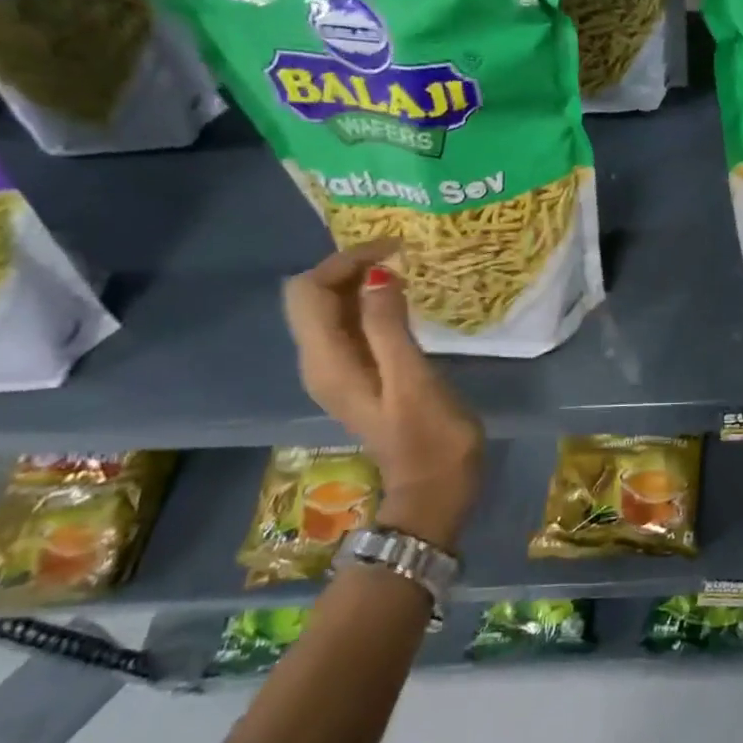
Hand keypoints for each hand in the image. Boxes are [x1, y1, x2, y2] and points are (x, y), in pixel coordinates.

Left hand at [282, 240, 483, 549]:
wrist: (434, 492)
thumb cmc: (430, 438)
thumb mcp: (412, 380)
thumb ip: (389, 326)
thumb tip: (378, 274)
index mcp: (326, 362)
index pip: (309, 290)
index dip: (344, 261)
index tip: (393, 250)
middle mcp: (319, 363)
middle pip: (314, 297)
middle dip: (350, 267)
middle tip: (401, 256)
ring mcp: (337, 372)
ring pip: (331, 310)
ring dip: (360, 284)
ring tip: (404, 271)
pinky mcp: (358, 377)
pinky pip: (350, 328)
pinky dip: (369, 306)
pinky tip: (402, 304)